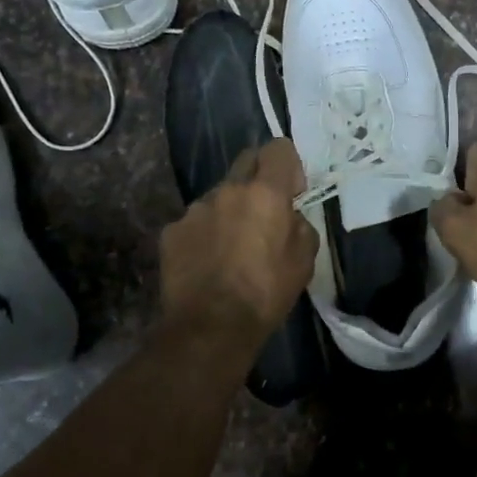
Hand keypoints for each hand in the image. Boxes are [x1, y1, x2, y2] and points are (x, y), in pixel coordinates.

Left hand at [160, 138, 318, 350]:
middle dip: (258, 178)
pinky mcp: (172, 231)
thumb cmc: (265, 294)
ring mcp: (195, 209)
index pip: (278, 148)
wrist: (210, 327)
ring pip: (219, 196)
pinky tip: (207, 263)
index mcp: (265, 193)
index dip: (288, 165)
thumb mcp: (304, 261)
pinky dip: (204, 234)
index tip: (292, 191)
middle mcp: (228, 190)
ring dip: (229, 210)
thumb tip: (289, 218)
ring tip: (231, 248)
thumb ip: (300, 226)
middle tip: (263, 213)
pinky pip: (194, 222)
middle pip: (246, 161)